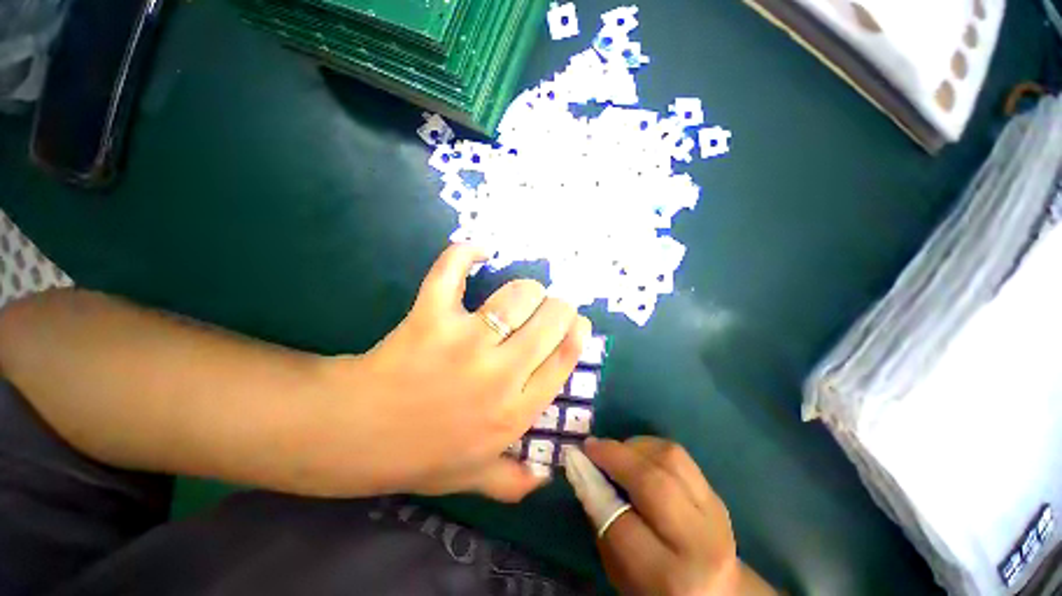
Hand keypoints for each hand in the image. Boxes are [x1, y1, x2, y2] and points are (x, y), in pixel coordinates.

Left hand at [327, 244, 590, 500]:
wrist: (354, 435)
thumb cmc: (418, 455)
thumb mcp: (472, 479)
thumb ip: (513, 483)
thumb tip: (545, 478)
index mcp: (515, 411)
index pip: (566, 358)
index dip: (576, 330)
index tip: (573, 322)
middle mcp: (500, 374)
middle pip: (551, 319)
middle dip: (557, 306)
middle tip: (545, 307)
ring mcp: (464, 342)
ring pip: (517, 295)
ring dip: (526, 287)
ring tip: (519, 294)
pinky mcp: (430, 317)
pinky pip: (452, 271)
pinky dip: (466, 253)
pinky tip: (478, 251)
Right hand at [585, 437, 774, 595]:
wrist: (718, 592)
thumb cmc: (657, 588)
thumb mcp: (620, 570)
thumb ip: (602, 522)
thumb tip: (584, 471)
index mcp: (668, 576)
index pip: (622, 522)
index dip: (594, 486)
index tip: (576, 462)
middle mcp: (698, 543)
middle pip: (653, 483)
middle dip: (615, 456)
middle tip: (591, 445)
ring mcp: (714, 514)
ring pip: (670, 459)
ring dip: (634, 446)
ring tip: (615, 450)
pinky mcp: (717, 495)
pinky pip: (681, 456)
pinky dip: (652, 447)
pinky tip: (638, 454)